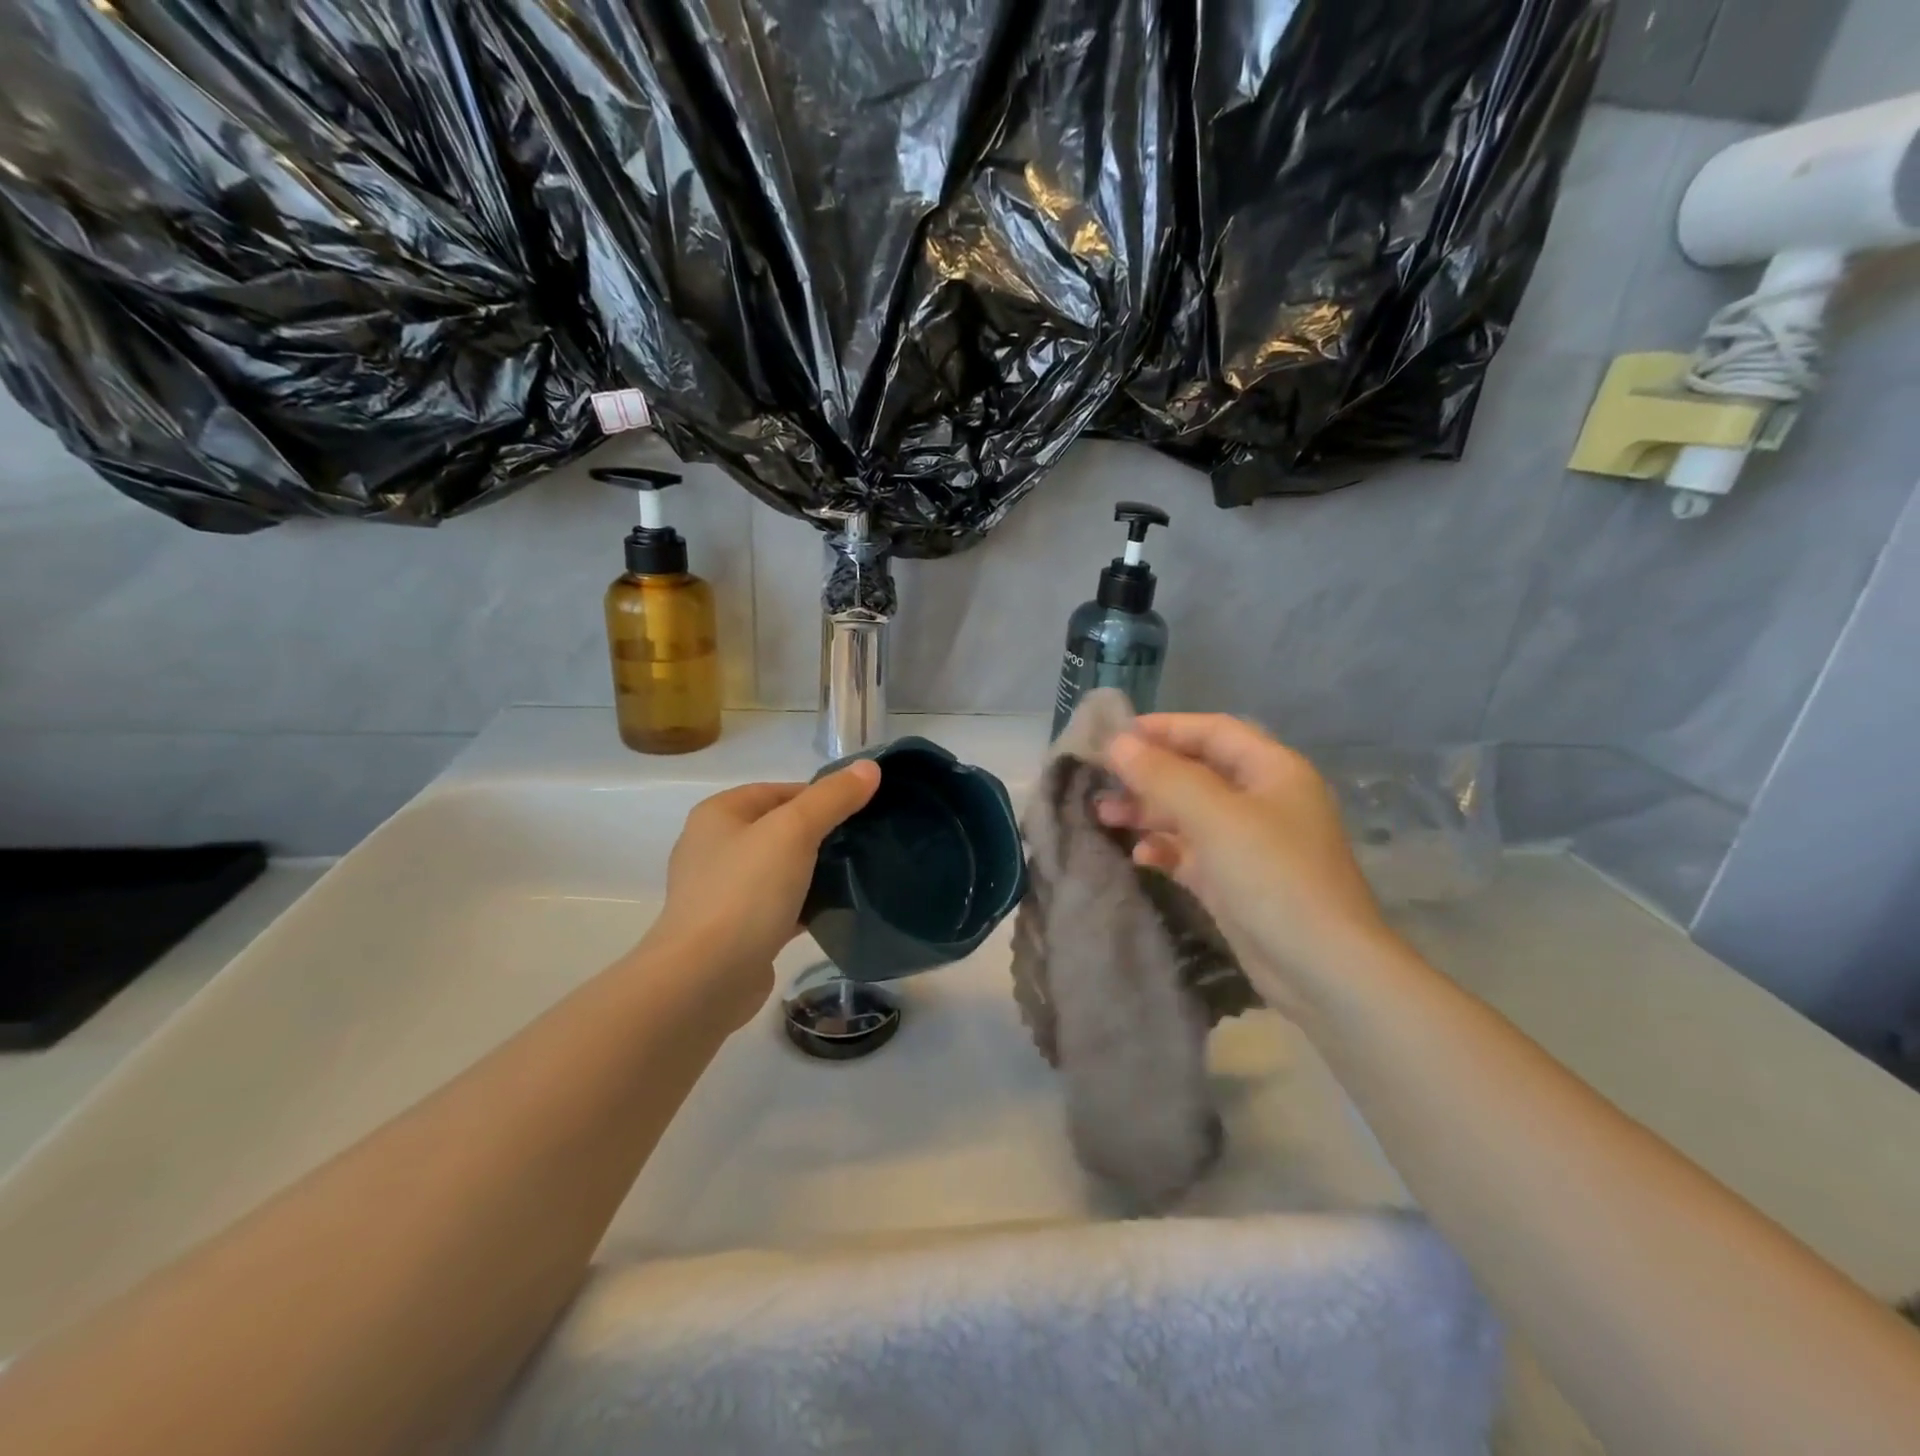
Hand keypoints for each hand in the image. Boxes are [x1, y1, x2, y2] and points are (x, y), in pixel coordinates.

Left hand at [643, 762, 880, 1026]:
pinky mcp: (736, 930)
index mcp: (719, 815)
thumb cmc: (745, 892)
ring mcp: (724, 892)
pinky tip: (838, 910)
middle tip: (866, 842)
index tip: (861, 810)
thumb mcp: (794, 831)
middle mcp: (715, 848)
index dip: (821, 796)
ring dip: (815, 871)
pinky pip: (780, 906)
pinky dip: (806, 905)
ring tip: (859, 873)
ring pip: (782, 870)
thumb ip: (833, 798)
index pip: (779, 791)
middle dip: (822, 834)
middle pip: (781, 829)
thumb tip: (870, 767)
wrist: (705, 979)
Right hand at [1097, 714, 1387, 1012]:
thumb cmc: (1272, 875)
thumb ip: (1163, 775)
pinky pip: (1193, 853)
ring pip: (1189, 814)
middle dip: (1148, 775)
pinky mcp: (1236, 882)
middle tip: (1100, 780)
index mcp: (1272, 770)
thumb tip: (1116, 742)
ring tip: (1104, 815)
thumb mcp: (1214, 816)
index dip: (1164, 728)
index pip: (1213, 731)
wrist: (1322, 968)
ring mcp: (1250, 843)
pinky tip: (1141, 857)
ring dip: (1148, 812)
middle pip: (1196, 772)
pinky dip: (1166, 849)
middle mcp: (1263, 800)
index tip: (1114, 735)